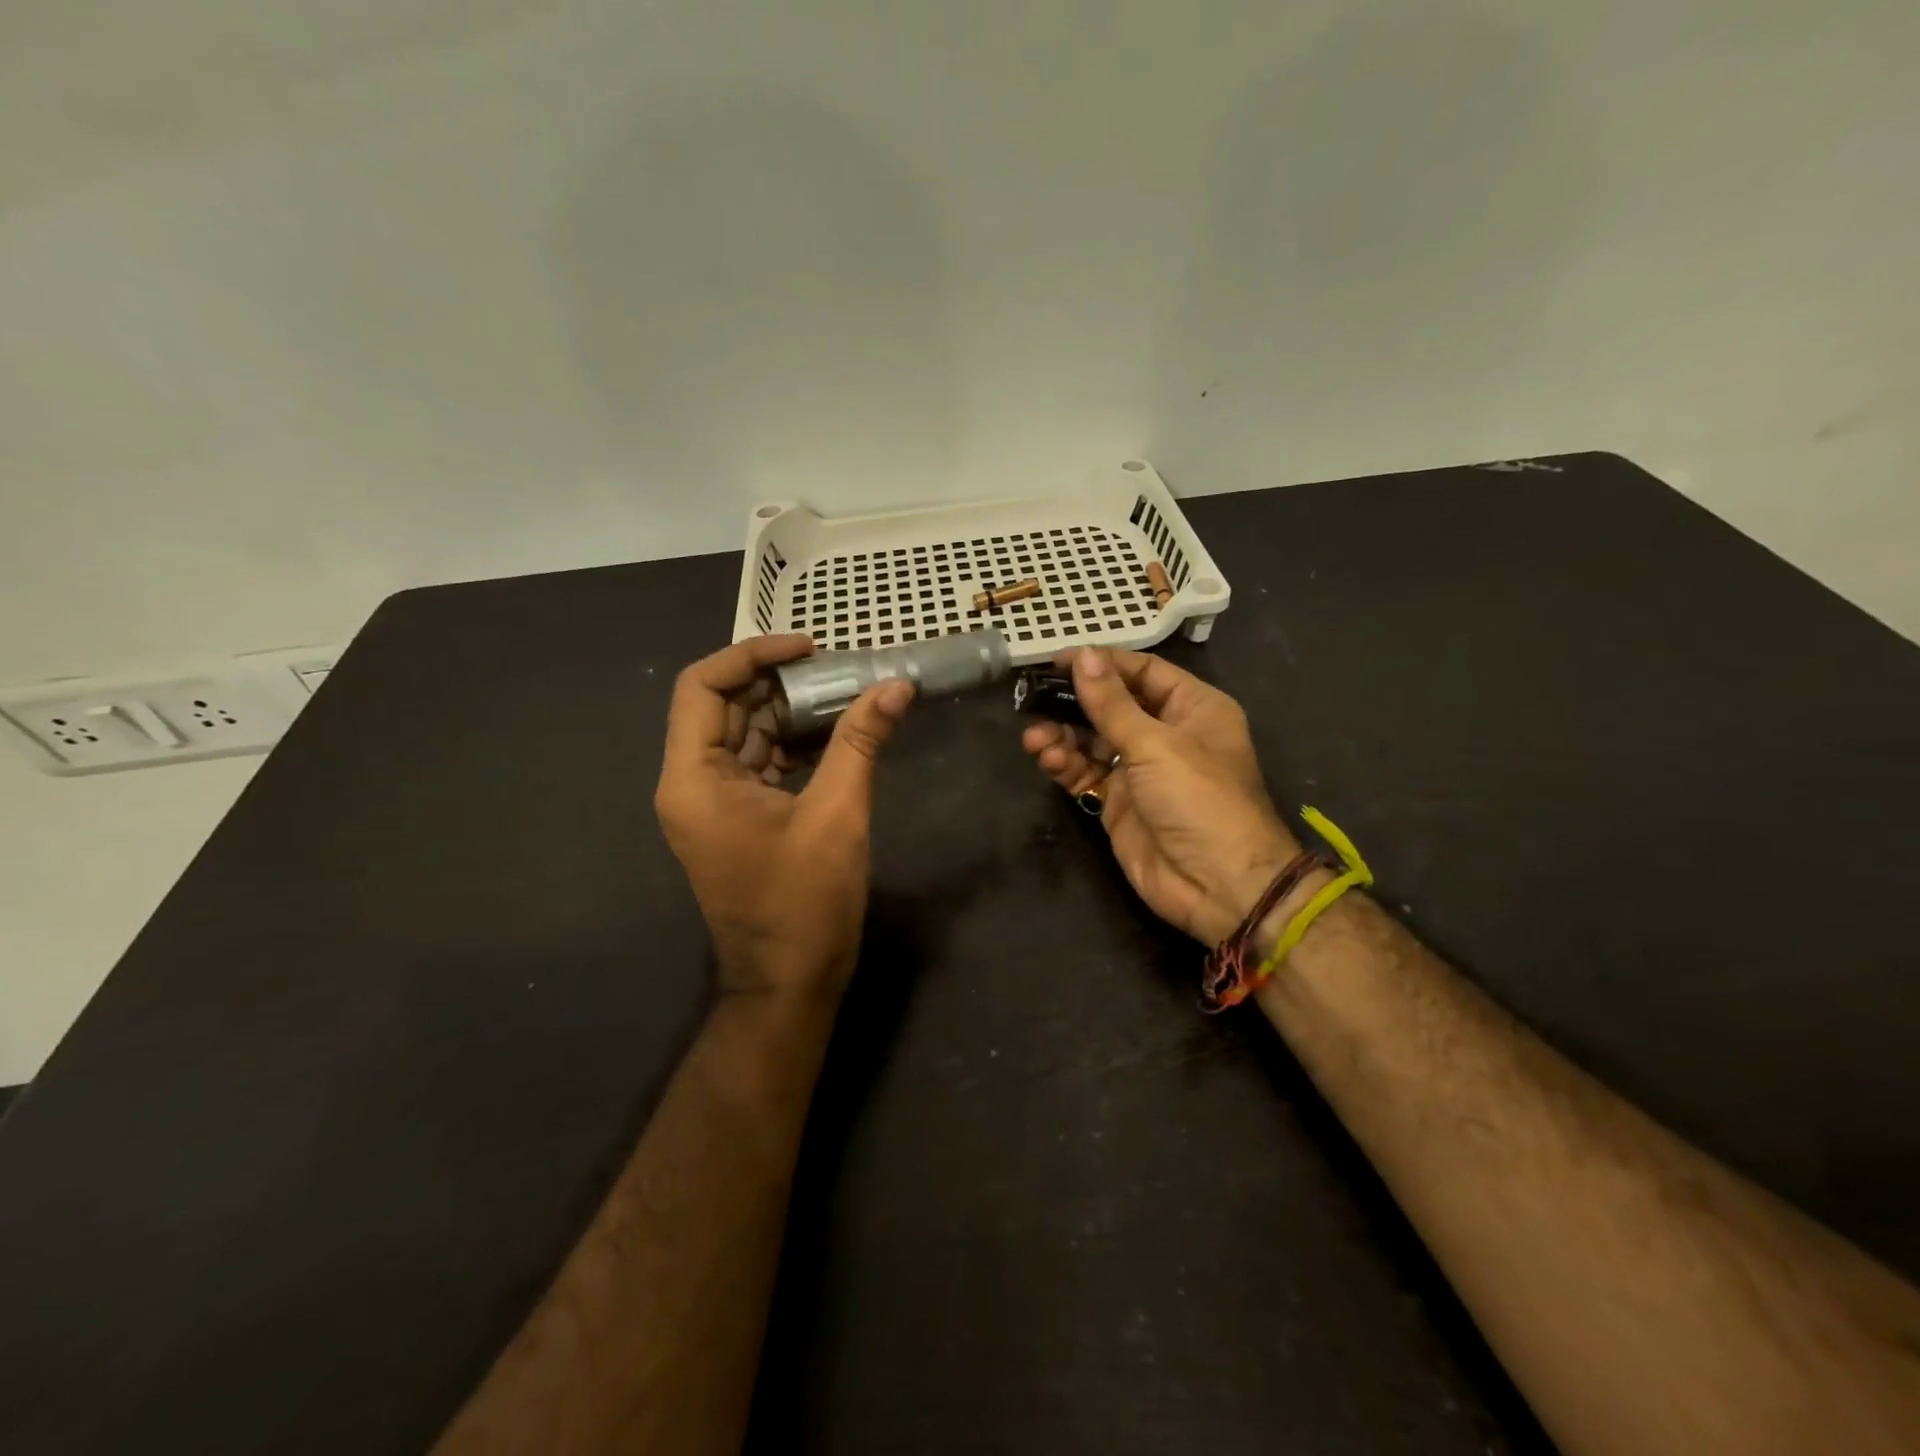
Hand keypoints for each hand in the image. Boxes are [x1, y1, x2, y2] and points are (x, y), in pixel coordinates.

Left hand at [656, 635, 914, 1005]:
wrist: (789, 984)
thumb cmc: (805, 902)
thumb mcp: (838, 814)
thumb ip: (861, 742)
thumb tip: (896, 686)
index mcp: (693, 778)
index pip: (702, 686)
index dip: (752, 655)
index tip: (809, 648)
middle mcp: (691, 784)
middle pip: (724, 707)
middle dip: (779, 682)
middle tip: (838, 669)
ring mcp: (712, 804)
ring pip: (745, 734)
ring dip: (790, 712)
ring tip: (846, 695)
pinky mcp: (737, 820)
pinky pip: (760, 764)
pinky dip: (794, 744)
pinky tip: (838, 735)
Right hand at [1022, 648, 1299, 945]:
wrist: (1217, 886)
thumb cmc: (1198, 799)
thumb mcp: (1155, 745)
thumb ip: (1111, 703)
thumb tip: (1082, 655)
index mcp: (1192, 708)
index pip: (1142, 672)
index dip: (1101, 664)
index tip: (1057, 660)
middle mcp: (1166, 734)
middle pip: (1112, 706)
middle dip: (1073, 703)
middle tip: (1033, 698)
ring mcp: (1141, 770)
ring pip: (1092, 740)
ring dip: (1063, 736)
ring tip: (1035, 739)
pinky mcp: (1118, 802)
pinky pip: (1086, 773)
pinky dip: (1066, 764)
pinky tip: (1048, 759)